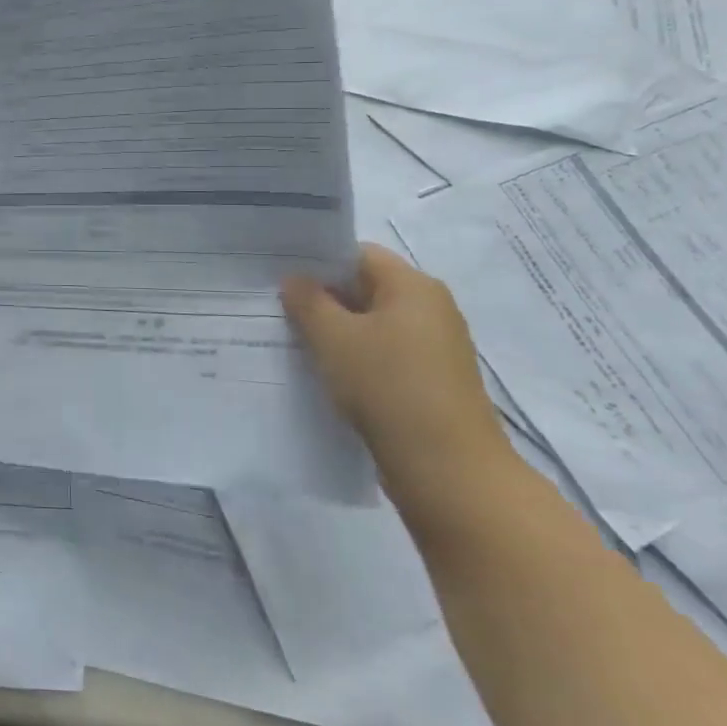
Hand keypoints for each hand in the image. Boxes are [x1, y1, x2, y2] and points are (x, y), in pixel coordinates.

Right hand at [281, 243, 512, 511]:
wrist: (449, 471)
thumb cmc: (388, 387)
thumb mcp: (334, 338)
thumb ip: (308, 301)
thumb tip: (295, 279)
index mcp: (413, 286)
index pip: (358, 254)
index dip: (317, 261)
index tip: (279, 275)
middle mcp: (430, 309)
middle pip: (366, 288)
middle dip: (323, 298)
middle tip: (277, 308)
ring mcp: (435, 348)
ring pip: (373, 325)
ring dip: (337, 332)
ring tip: (293, 341)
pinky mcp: (431, 383)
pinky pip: (384, 356)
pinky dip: (355, 359)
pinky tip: (325, 374)